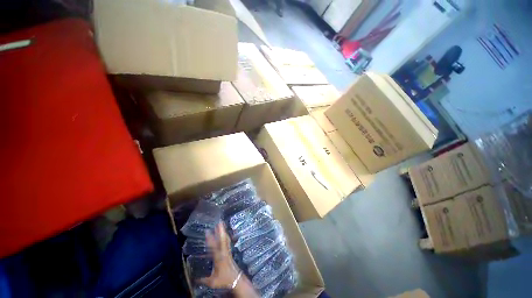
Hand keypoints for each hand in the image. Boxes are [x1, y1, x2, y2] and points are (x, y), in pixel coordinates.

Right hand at [199, 222, 240, 288]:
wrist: (236, 279)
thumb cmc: (224, 280)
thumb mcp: (212, 281)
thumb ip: (202, 279)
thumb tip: (193, 279)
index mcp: (219, 258)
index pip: (214, 246)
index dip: (210, 239)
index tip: (207, 231)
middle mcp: (224, 252)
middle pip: (223, 239)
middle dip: (221, 230)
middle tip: (219, 222)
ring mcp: (227, 251)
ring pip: (225, 239)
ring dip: (223, 232)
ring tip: (220, 224)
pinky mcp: (229, 252)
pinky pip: (226, 242)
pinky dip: (224, 236)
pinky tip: (222, 234)